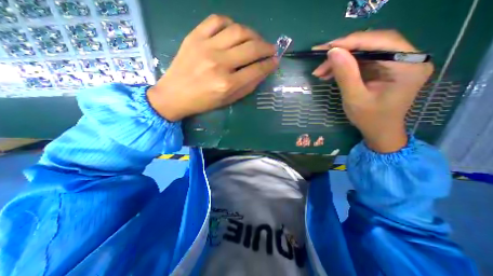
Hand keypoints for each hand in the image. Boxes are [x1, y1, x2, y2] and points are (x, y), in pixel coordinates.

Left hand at [146, 14, 278, 121]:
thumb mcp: (228, 100)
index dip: (269, 64)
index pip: (256, 70)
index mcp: (227, 84)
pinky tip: (235, 32)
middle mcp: (219, 63)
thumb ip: (247, 86)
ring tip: (257, 40)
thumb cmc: (203, 102)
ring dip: (253, 34)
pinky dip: (231, 23)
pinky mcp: (194, 36)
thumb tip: (263, 71)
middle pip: (251, 48)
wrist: (174, 95)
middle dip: (266, 47)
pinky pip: (217, 20)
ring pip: (238, 31)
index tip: (276, 61)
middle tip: (271, 49)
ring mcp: (206, 47)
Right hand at [314, 30, 432, 152]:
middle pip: (372, 43)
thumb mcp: (355, 98)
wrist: (379, 131)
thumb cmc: (370, 118)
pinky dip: (344, 65)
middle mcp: (407, 58)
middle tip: (320, 60)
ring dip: (340, 59)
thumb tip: (333, 51)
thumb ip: (345, 74)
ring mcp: (395, 62)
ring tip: (320, 71)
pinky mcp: (383, 68)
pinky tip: (329, 73)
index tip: (326, 48)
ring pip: (364, 51)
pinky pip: (362, 61)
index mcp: (407, 65)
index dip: (351, 42)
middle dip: (343, 51)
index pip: (380, 42)